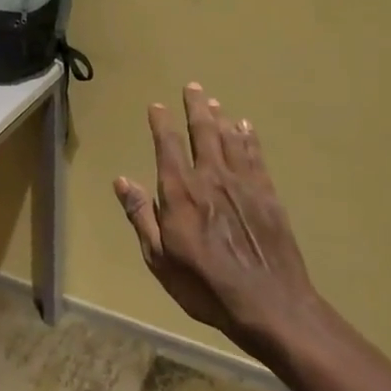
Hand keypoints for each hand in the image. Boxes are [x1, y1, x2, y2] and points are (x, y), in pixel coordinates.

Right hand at [114, 83, 318, 360]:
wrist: (268, 303)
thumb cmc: (204, 285)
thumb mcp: (159, 258)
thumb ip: (141, 215)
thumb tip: (122, 180)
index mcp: (181, 193)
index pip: (168, 146)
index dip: (161, 123)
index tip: (157, 106)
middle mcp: (211, 178)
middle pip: (202, 132)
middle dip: (195, 107)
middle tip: (193, 87)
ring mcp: (243, 184)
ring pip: (230, 139)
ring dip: (220, 118)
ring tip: (214, 102)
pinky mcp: (268, 195)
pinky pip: (255, 157)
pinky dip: (249, 139)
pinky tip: (246, 128)